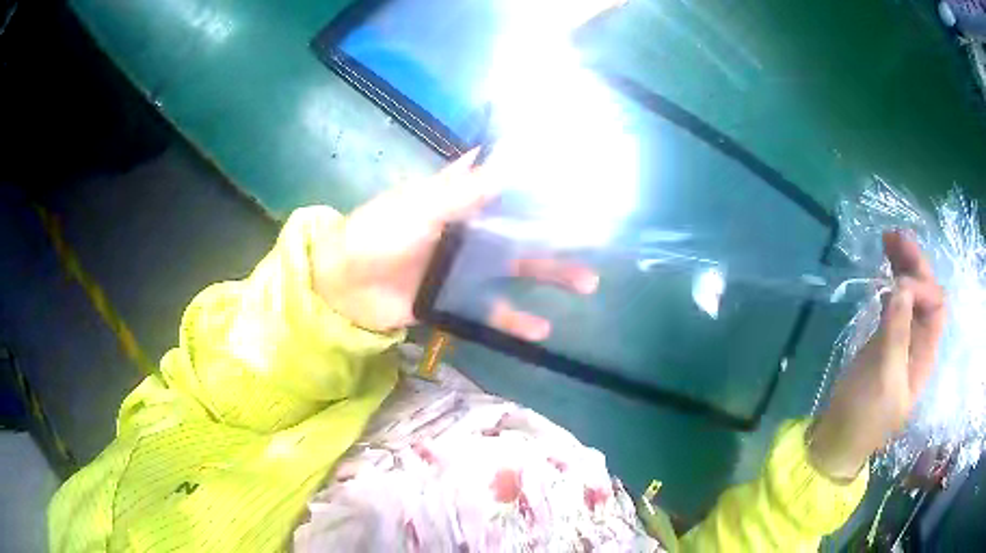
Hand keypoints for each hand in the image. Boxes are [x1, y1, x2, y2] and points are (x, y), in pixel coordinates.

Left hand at [311, 150, 598, 338]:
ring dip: (550, 274)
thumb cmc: (375, 234)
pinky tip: (543, 330)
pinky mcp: (455, 300)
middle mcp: (467, 231)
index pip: (505, 184)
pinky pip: (491, 309)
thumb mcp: (418, 208)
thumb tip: (510, 162)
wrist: (341, 287)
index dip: (537, 181)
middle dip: (557, 232)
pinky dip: (515, 320)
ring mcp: (463, 268)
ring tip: (589, 283)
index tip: (578, 180)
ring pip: (515, 269)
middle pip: (521, 229)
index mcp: (457, 200)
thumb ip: (463, 191)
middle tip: (596, 237)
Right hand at [809, 232, 946, 480]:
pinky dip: (891, 282)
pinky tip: (883, 270)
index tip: (898, 284)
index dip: (923, 286)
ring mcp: (902, 340)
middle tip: (895, 236)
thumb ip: (896, 333)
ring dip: (903, 267)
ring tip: (887, 241)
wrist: (838, 440)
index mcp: (925, 355)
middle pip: (926, 294)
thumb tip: (903, 286)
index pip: (936, 305)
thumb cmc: (864, 416)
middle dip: (915, 263)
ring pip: (911, 295)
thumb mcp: (883, 378)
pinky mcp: (884, 341)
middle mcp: (919, 343)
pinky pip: (896, 303)